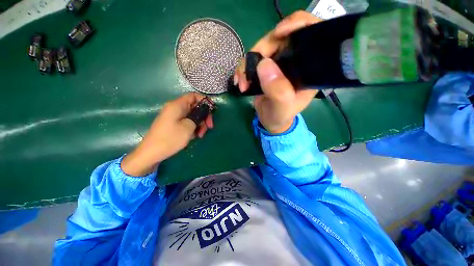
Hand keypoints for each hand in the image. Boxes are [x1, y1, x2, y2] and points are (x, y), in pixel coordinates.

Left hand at [121, 93, 212, 176]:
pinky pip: (187, 122)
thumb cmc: (170, 138)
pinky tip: (194, 136)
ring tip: (200, 135)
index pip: (194, 96)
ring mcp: (174, 117)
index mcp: (177, 105)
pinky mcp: (174, 125)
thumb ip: (198, 117)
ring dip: (200, 124)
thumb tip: (203, 113)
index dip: (205, 101)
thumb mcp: (188, 127)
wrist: (151, 153)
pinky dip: (193, 128)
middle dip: (204, 117)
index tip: (212, 111)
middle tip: (209, 127)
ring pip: (193, 116)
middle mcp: (176, 109)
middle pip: (195, 107)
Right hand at [234, 11, 321, 133]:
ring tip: (241, 83)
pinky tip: (239, 81)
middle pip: (279, 39)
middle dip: (260, 51)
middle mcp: (295, 61)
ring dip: (247, 64)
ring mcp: (278, 63)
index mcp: (308, 68)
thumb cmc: (281, 116)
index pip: (310, 35)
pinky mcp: (266, 68)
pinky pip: (252, 60)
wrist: (270, 121)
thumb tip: (263, 64)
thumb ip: (278, 90)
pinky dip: (243, 69)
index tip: (278, 33)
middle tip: (247, 73)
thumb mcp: (282, 107)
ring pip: (261, 49)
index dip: (296, 25)